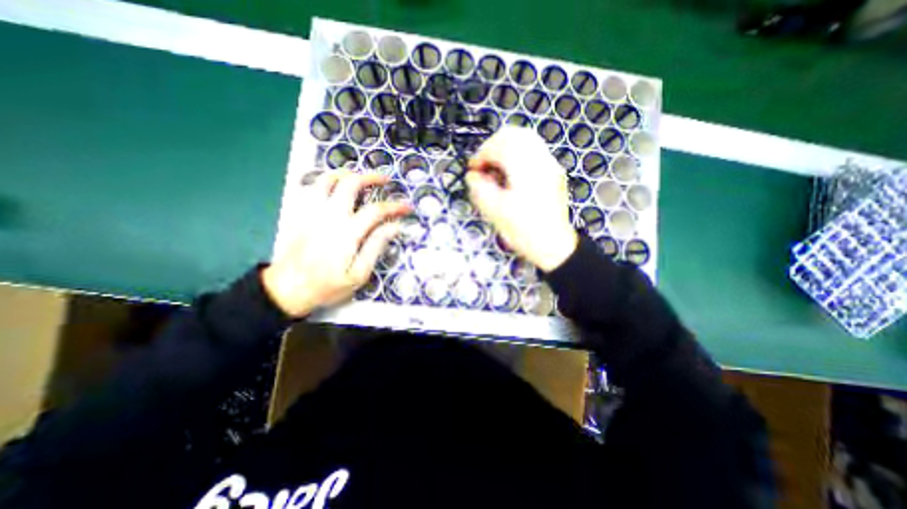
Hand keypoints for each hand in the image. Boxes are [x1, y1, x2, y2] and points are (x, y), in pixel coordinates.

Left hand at [262, 171, 411, 316]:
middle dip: (371, 177)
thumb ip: (375, 247)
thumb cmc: (327, 286)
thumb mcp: (358, 275)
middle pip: (350, 183)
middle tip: (385, 180)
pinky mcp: (300, 214)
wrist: (287, 290)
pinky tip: (335, 186)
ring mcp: (312, 212)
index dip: (395, 206)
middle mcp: (329, 216)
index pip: (376, 210)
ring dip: (347, 173)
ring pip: (327, 179)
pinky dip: (326, 180)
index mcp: (347, 233)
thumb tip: (394, 227)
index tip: (407, 207)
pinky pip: (312, 187)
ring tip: (360, 177)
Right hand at [463, 126, 575, 272]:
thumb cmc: (523, 231)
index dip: (481, 154)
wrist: (552, 245)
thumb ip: (479, 189)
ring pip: (525, 139)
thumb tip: (472, 176)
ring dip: (505, 149)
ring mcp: (550, 165)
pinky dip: (517, 155)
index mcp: (525, 169)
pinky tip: (510, 172)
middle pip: (514, 135)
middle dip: (493, 147)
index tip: (473, 169)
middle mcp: (541, 161)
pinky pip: (533, 151)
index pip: (500, 145)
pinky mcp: (553, 173)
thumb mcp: (495, 212)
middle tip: (483, 166)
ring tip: (495, 168)